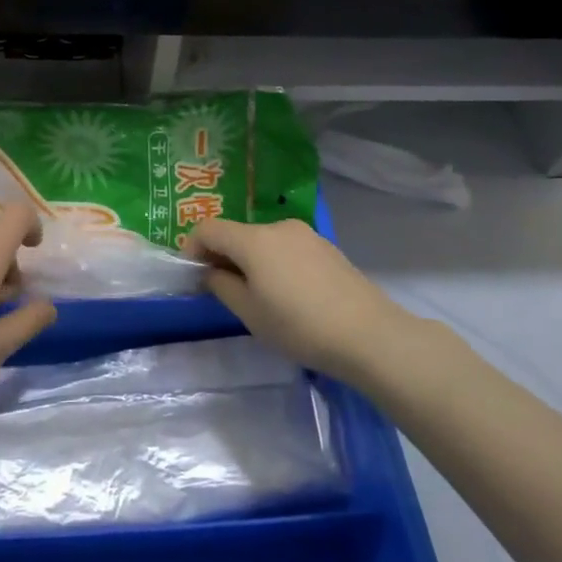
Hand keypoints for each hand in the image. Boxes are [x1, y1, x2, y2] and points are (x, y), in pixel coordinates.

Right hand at [188, 218, 411, 387]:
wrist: (368, 334)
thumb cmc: (299, 326)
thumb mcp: (249, 313)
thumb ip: (221, 286)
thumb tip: (210, 272)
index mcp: (253, 239)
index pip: (208, 229)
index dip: (193, 248)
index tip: (193, 276)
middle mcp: (278, 227)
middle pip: (237, 234)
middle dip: (223, 257)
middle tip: (224, 291)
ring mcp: (306, 234)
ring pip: (264, 241)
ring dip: (251, 261)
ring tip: (260, 297)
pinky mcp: (326, 247)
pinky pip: (288, 248)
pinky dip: (276, 263)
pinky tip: (290, 295)